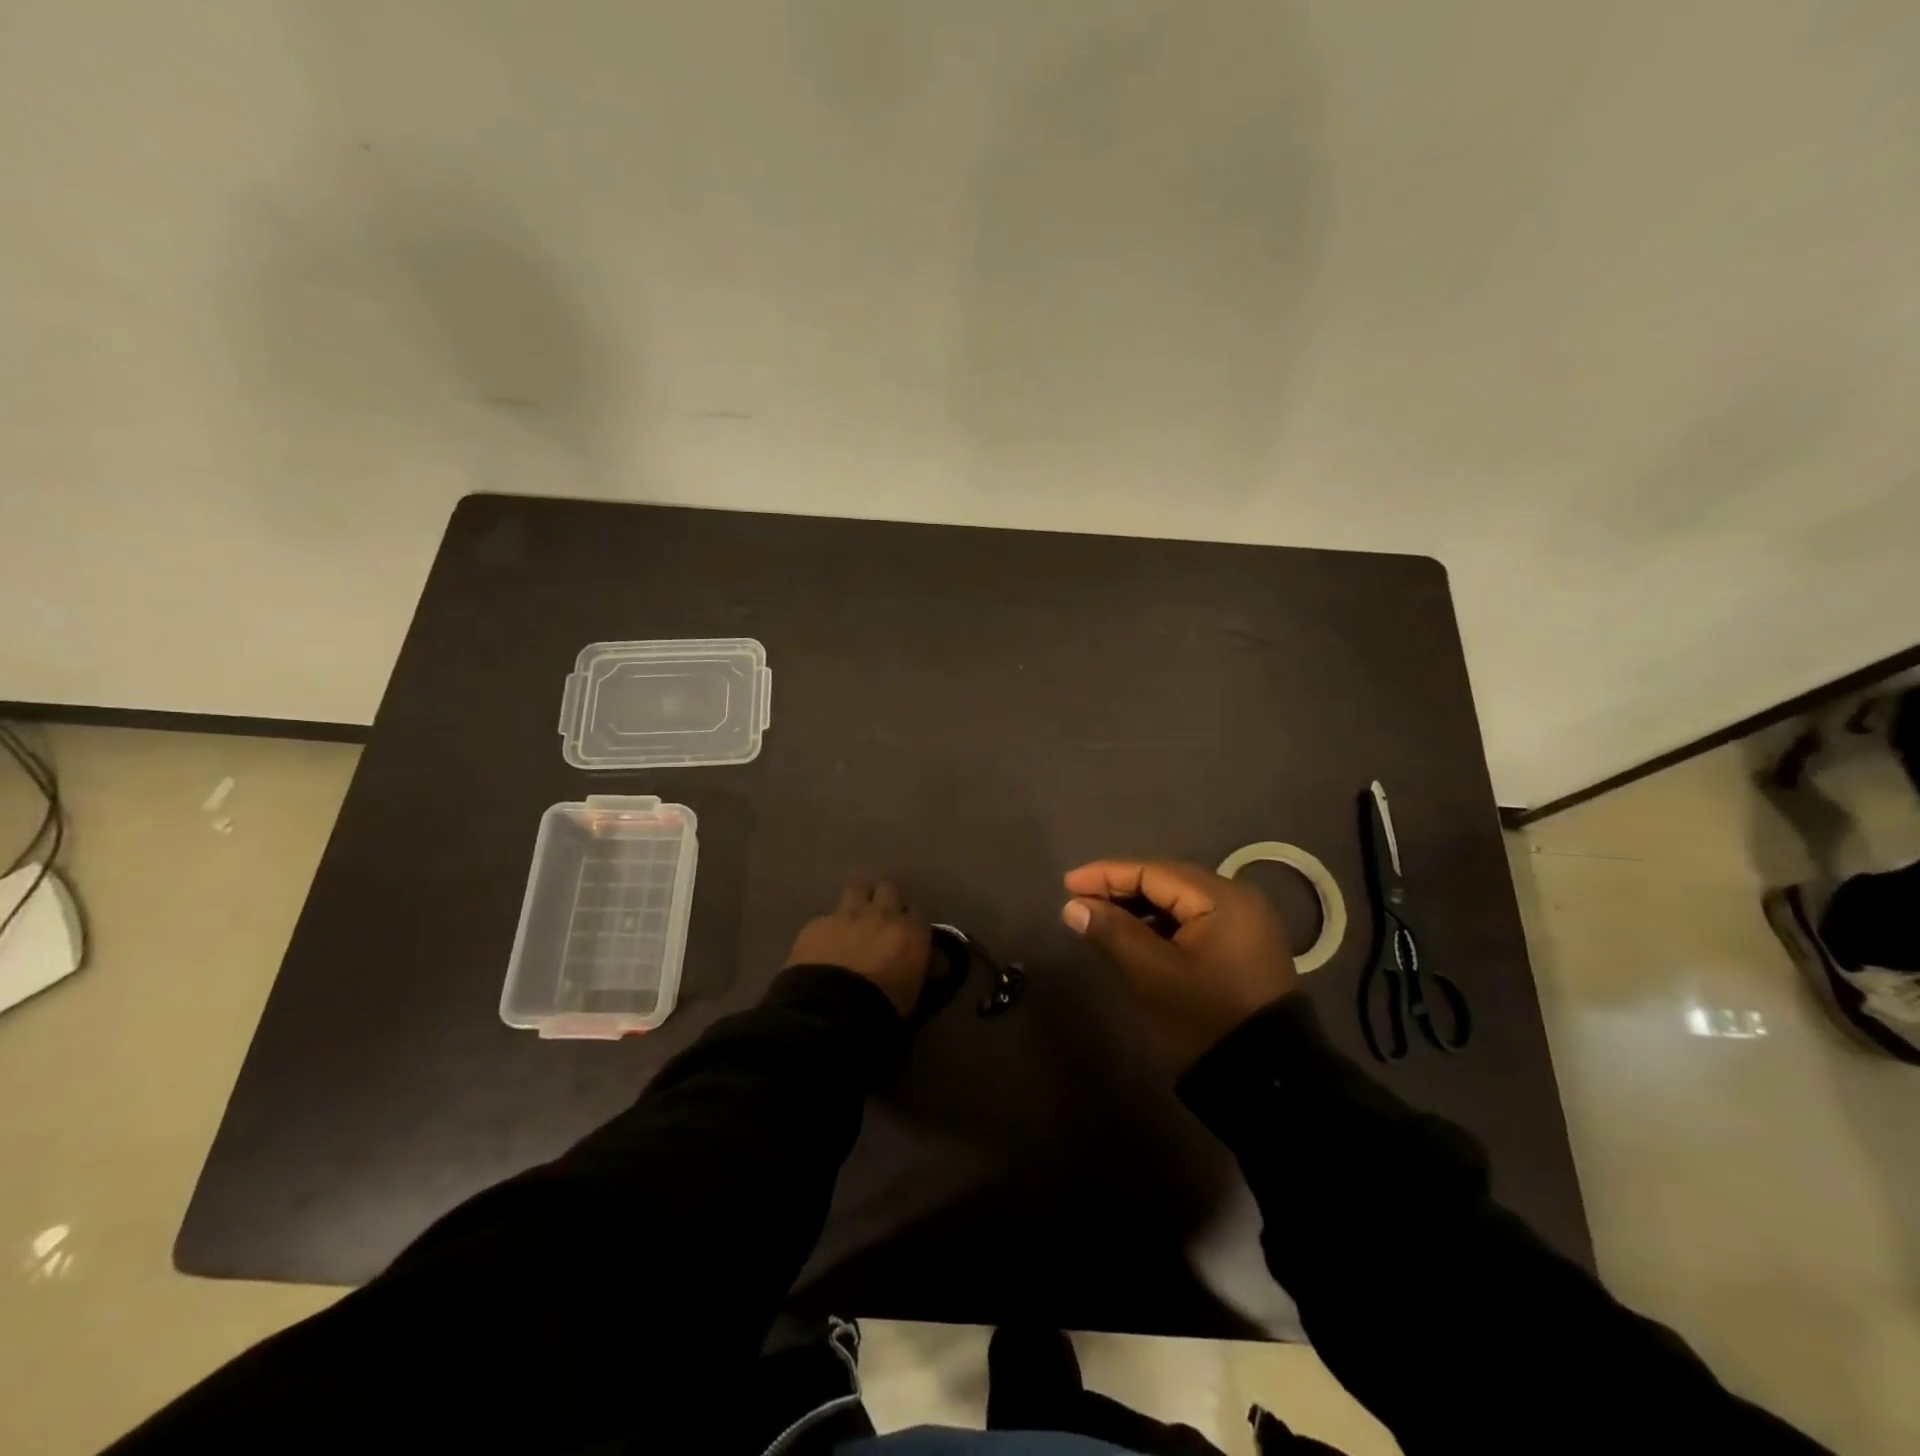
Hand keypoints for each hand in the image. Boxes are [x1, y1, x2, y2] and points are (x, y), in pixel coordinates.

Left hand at [786, 880, 931, 1017]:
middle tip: (877, 919)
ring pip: (856, 888)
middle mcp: (882, 914)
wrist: (831, 1013)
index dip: (908, 922)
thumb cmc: (881, 1010)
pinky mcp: (817, 923)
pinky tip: (823, 945)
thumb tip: (912, 958)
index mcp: (911, 932)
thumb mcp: (912, 991)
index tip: (903, 934)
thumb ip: (914, 965)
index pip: (917, 912)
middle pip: (887, 889)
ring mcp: (847, 914)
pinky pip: (826, 917)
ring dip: (857, 900)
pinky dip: (827, 928)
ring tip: (851, 920)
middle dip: (883, 900)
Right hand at [1061, 859, 1297, 1070]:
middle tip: (1079, 898)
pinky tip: (1135, 931)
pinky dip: (1161, 921)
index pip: (1153, 871)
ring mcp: (1245, 920)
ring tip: (1100, 914)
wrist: (1265, 1080)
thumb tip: (1073, 906)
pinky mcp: (1243, 943)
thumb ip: (1112, 931)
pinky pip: (1194, 917)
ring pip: (1180, 899)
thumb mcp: (1152, 974)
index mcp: (1221, 898)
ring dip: (1139, 904)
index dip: (1106, 875)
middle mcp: (1238, 897)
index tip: (1067, 884)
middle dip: (1121, 886)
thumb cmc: (1204, 1017)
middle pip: (1168, 879)